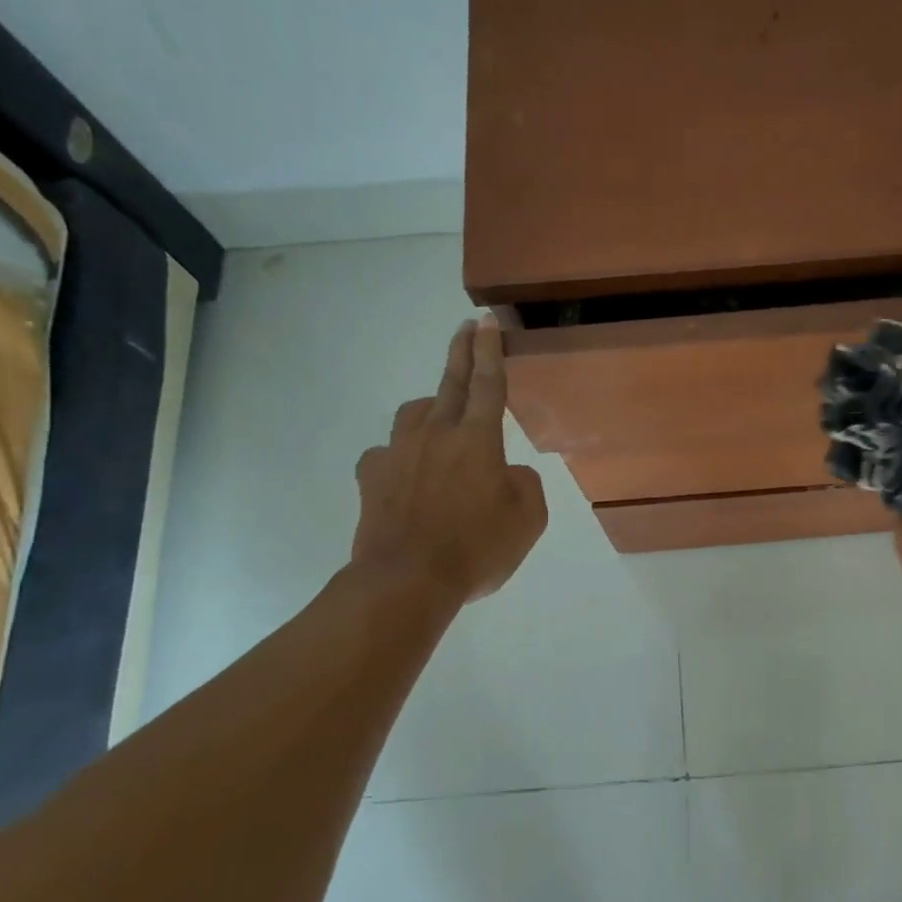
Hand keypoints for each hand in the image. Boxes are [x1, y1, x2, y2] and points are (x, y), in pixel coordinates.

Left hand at [351, 317, 546, 605]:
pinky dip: (401, 455)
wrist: (407, 580)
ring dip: (430, 406)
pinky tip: (406, 471)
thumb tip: (506, 472)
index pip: (488, 384)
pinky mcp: (372, 476)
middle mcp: (436, 434)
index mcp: (478, 440)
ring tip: (439, 417)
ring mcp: (398, 452)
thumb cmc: (477, 548)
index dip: (490, 350)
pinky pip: (387, 452)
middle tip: (466, 328)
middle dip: (461, 352)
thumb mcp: (528, 520)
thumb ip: (525, 484)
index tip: (487, 321)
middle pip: (450, 383)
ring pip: (414, 413)